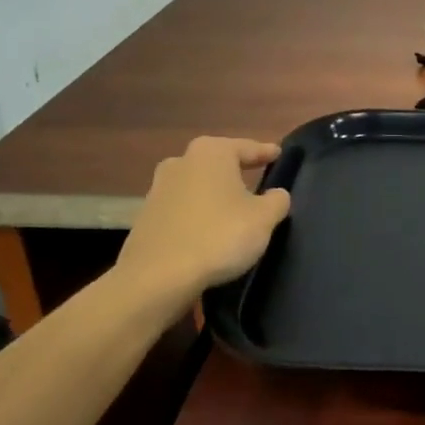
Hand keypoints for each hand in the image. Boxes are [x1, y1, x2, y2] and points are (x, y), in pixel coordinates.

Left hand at [115, 137, 291, 298]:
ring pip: (197, 184)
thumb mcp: (263, 218)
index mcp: (212, 153)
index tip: (278, 154)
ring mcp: (158, 188)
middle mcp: (181, 161)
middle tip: (256, 177)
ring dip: (214, 193)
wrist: (157, 278)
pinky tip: (208, 230)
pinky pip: (182, 208)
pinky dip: (197, 213)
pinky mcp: (146, 216)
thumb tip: (276, 194)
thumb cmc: (219, 236)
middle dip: (236, 170)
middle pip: (218, 162)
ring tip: (232, 207)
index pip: (247, 147)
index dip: (265, 152)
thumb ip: (277, 200)